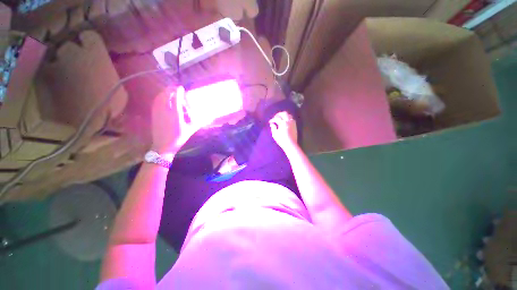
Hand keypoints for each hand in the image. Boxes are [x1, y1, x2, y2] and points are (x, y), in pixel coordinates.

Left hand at [151, 86, 199, 154]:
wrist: (163, 145)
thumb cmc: (179, 138)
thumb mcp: (191, 130)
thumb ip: (198, 122)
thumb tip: (209, 118)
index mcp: (176, 114)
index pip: (176, 98)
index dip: (179, 91)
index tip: (182, 88)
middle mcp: (165, 111)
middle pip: (166, 94)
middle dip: (171, 89)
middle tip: (176, 89)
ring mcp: (158, 112)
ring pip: (159, 97)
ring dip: (165, 92)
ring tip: (170, 92)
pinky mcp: (154, 114)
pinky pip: (155, 102)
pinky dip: (160, 97)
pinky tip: (163, 99)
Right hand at [269, 111, 297, 149]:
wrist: (291, 145)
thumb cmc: (282, 140)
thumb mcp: (275, 134)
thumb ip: (273, 127)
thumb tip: (272, 124)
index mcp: (283, 123)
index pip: (276, 118)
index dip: (272, 119)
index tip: (270, 122)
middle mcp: (288, 121)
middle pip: (284, 113)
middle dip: (279, 114)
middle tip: (275, 117)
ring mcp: (292, 123)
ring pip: (289, 115)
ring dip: (284, 116)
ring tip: (280, 119)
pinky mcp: (295, 126)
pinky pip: (292, 119)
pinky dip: (288, 118)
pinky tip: (285, 122)